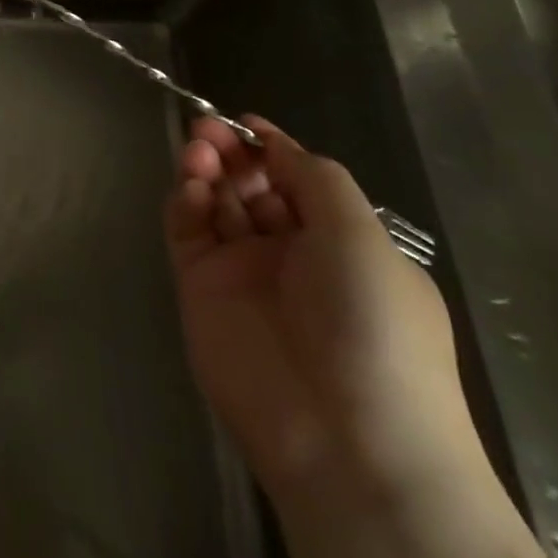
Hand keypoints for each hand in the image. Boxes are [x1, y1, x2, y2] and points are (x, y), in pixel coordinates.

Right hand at [164, 114, 472, 500]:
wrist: (345, 437)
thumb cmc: (372, 323)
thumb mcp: (361, 235)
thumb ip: (313, 176)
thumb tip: (273, 140)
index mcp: (341, 243)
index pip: (296, 180)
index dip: (270, 147)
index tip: (243, 120)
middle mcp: (290, 254)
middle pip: (250, 186)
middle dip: (232, 153)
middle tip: (209, 130)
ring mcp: (242, 272)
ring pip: (216, 204)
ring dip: (206, 171)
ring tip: (199, 151)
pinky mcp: (201, 289)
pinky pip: (188, 233)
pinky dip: (186, 203)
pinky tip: (192, 188)